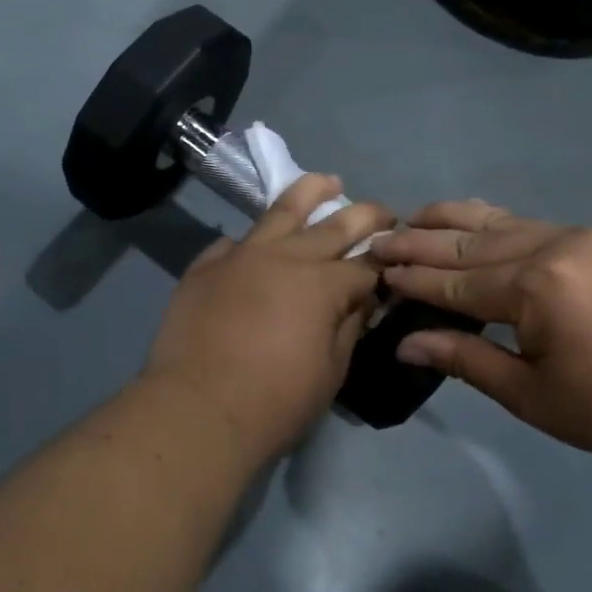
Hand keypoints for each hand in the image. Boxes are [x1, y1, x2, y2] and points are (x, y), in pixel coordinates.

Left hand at [143, 175, 395, 462]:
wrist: (198, 409)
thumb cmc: (275, 401)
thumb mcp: (331, 371)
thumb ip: (349, 327)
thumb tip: (362, 301)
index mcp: (323, 284)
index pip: (365, 266)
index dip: (383, 266)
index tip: (394, 264)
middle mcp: (287, 257)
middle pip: (334, 226)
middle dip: (365, 216)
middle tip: (383, 212)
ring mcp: (243, 255)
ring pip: (282, 210)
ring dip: (311, 192)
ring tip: (328, 181)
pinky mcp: (207, 266)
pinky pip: (234, 242)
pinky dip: (252, 239)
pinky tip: (257, 239)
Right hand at [371, 201, 591, 466]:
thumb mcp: (531, 395)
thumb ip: (465, 358)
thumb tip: (405, 342)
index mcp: (534, 288)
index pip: (455, 282)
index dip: (413, 281)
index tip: (374, 273)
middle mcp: (550, 247)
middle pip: (469, 243)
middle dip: (419, 243)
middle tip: (378, 240)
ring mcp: (575, 236)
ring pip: (497, 221)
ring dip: (450, 221)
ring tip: (411, 219)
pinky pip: (526, 223)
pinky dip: (489, 223)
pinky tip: (467, 222)